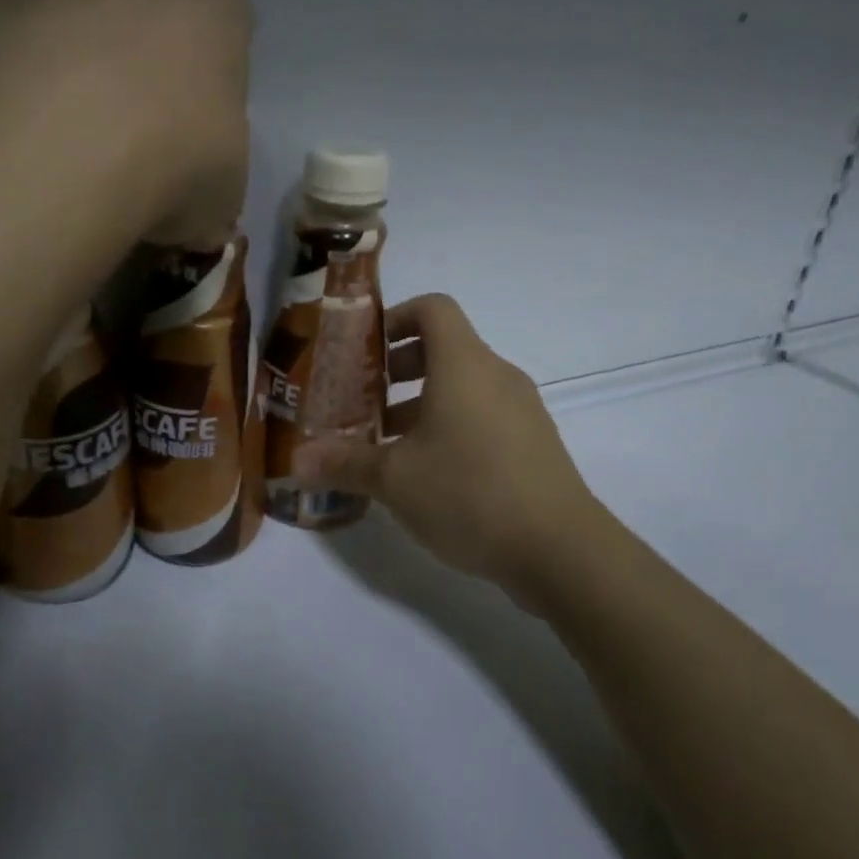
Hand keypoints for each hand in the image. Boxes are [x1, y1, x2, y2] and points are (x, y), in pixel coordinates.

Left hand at [0, 0, 253, 245]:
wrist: (71, 159)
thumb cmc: (174, 168)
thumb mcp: (223, 194)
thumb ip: (212, 176)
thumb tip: (192, 204)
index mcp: (215, 3)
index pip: (226, 22)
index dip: (213, 78)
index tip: (198, 130)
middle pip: (151, 1)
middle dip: (146, 54)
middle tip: (137, 128)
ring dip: (82, 38)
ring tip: (69, 113)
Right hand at [292, 294, 605, 590]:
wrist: (561, 550)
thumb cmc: (469, 493)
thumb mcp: (395, 480)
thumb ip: (344, 463)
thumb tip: (297, 460)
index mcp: (464, 365)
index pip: (432, 309)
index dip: (394, 318)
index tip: (361, 351)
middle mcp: (496, 375)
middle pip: (443, 348)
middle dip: (396, 370)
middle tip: (361, 402)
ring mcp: (521, 410)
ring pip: (462, 388)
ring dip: (419, 405)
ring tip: (385, 445)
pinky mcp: (532, 444)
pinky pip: (482, 417)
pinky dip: (449, 428)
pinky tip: (425, 475)